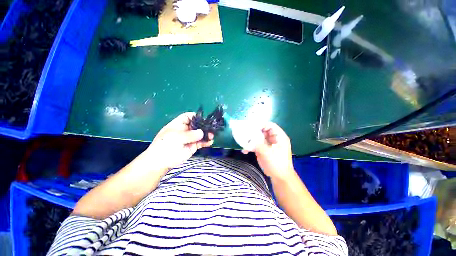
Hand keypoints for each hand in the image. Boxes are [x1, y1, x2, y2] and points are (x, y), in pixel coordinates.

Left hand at [145, 112, 213, 170]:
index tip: (204, 119)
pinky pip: (202, 142)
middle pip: (197, 125)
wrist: (162, 162)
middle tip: (211, 128)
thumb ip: (190, 134)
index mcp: (179, 124)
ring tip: (211, 136)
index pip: (189, 116)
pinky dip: (206, 142)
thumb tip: (201, 132)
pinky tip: (210, 142)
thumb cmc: (165, 145)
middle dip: (205, 126)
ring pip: (201, 134)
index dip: (196, 116)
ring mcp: (190, 138)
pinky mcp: (194, 146)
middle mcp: (186, 130)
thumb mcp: (176, 137)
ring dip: (207, 134)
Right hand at [244, 122, 293, 179]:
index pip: (270, 125)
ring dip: (250, 140)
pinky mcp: (263, 150)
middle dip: (254, 131)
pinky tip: (245, 151)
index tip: (252, 125)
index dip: (262, 124)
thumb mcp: (268, 153)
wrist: (279, 177)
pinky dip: (250, 147)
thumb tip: (247, 141)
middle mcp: (273, 139)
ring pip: (258, 138)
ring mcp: (267, 144)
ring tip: (243, 142)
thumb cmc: (277, 164)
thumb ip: (258, 145)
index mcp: (279, 137)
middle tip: (244, 132)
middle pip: (262, 131)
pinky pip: (255, 145)